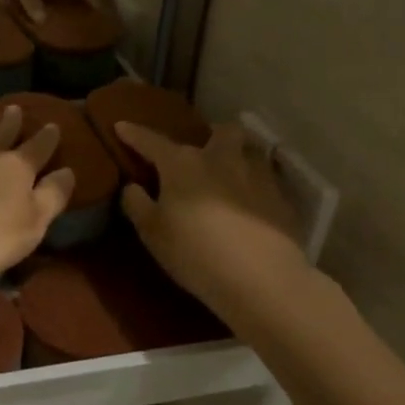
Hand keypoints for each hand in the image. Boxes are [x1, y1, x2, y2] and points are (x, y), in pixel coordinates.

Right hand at [115, 121, 307, 316]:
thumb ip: (137, 204)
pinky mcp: (282, 200)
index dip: (134, 134)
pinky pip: (268, 182)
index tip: (121, 125)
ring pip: (251, 152)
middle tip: (204, 152)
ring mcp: (257, 176)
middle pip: (221, 131)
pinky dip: (257, 188)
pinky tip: (253, 207)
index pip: (152, 141)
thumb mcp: (152, 233)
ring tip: (232, 176)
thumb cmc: (195, 252)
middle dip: (212, 135)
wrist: (261, 279)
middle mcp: (221, 159)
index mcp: (183, 164)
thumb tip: (133, 186)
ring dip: (240, 157)